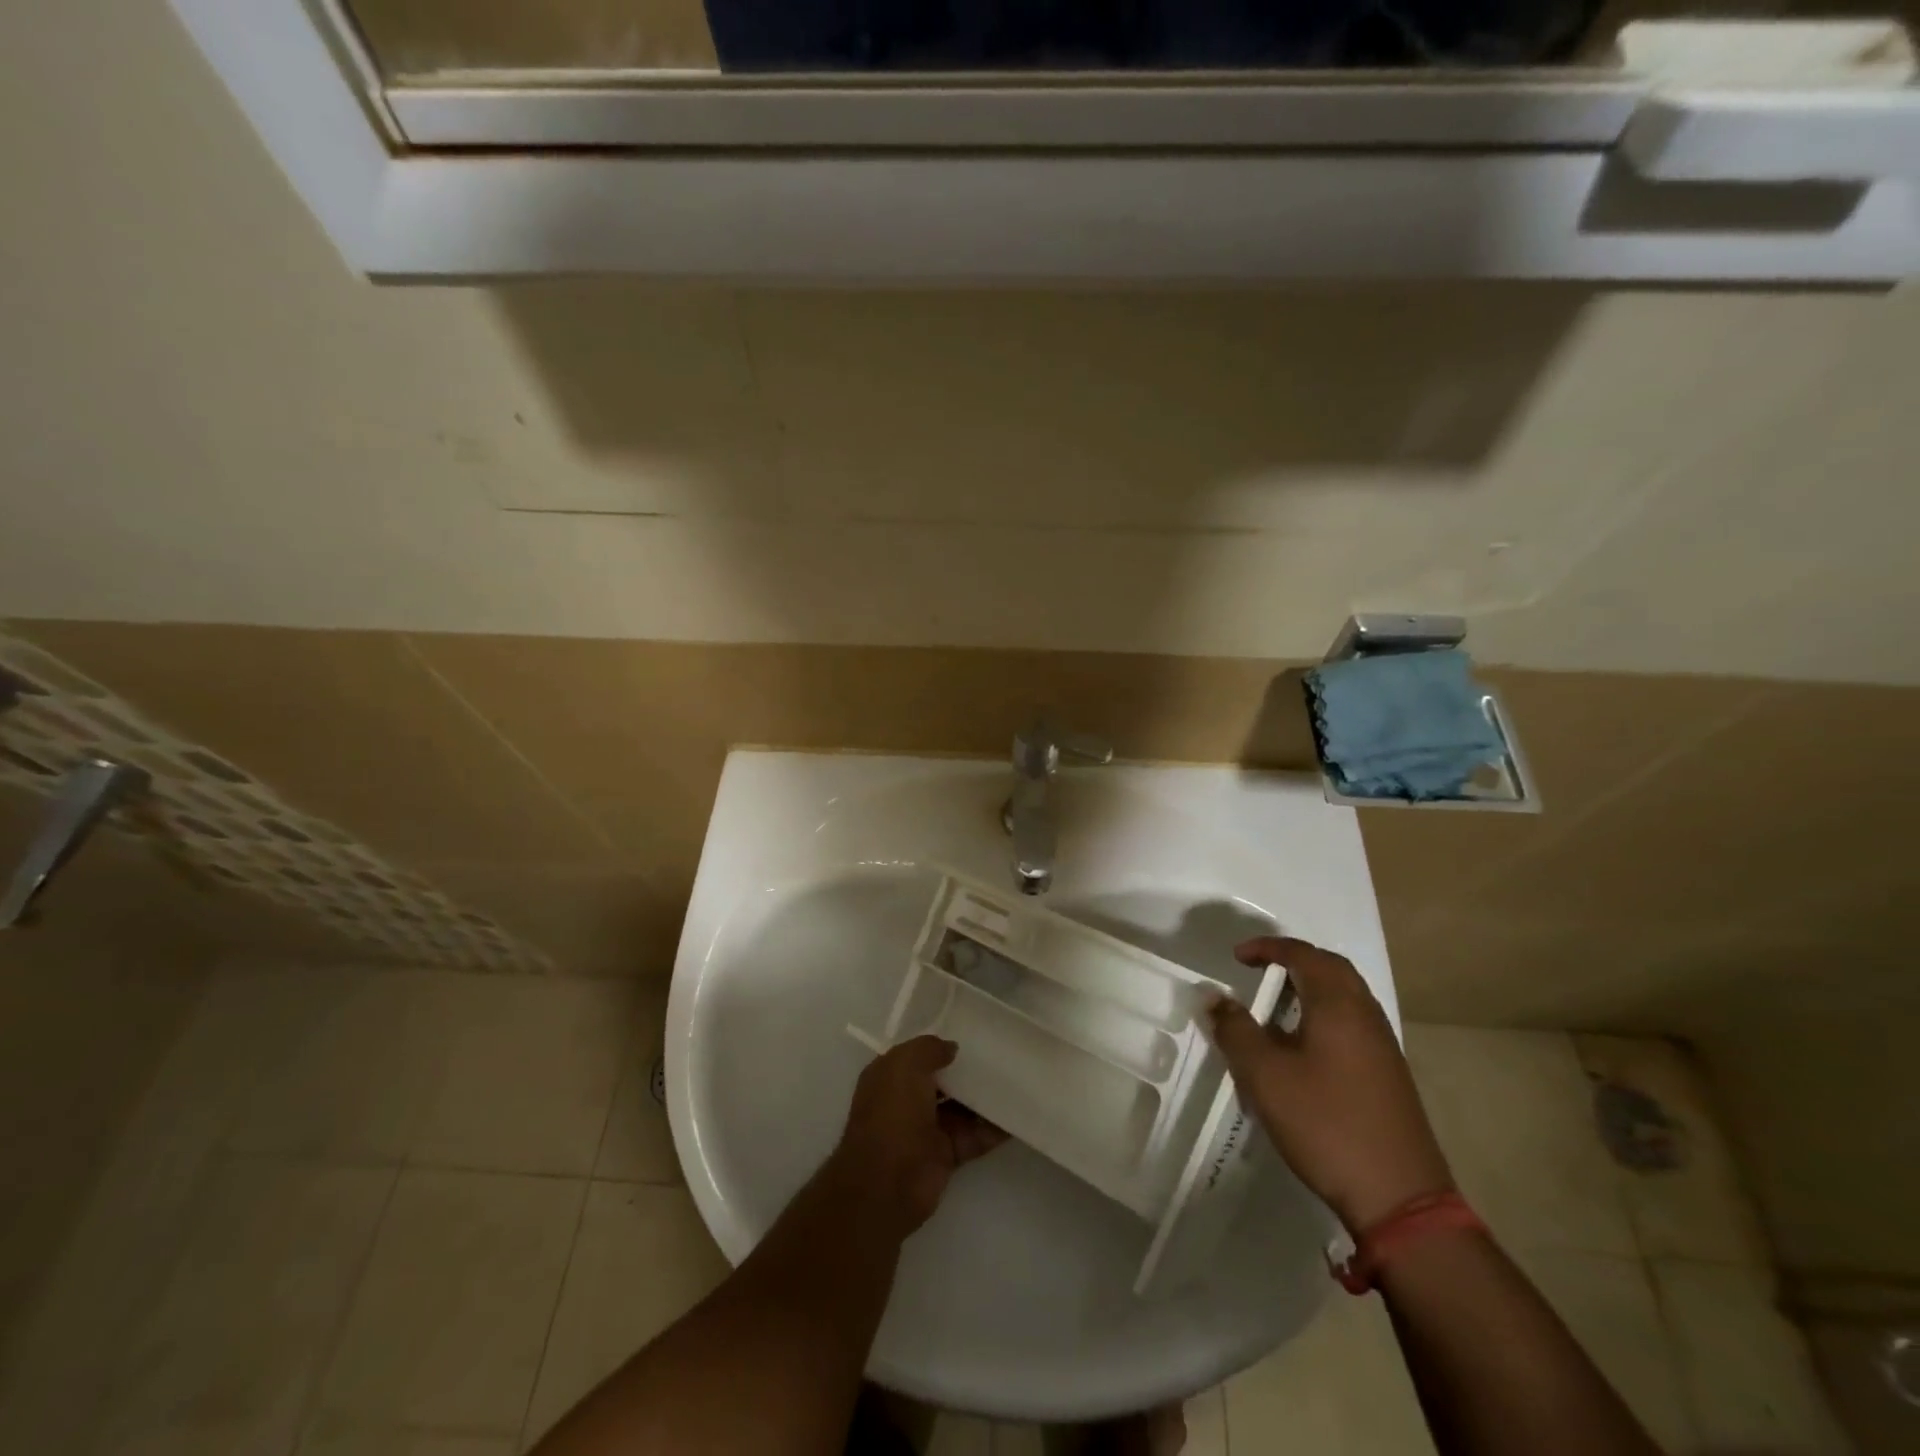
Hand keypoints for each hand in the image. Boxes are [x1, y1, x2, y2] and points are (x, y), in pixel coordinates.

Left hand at [831, 1036, 1006, 1234]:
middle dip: (965, 1071)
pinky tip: (1017, 1114)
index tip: (970, 1035)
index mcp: (889, 1077)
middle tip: (999, 1055)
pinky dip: (994, 1128)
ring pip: (960, 1108)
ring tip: (1015, 1079)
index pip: (916, 1055)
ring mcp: (926, 1129)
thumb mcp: (906, 1065)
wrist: (888, 1183)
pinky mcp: (946, 1155)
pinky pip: (974, 1136)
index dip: (938, 1046)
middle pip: (942, 1081)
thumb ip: (929, 1049)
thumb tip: (951, 1048)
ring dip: (983, 1098)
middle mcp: (906, 1101)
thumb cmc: (892, 1114)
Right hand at [1208, 937, 1453, 1233]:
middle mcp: (1366, 1017)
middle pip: (1332, 970)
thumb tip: (1213, 997)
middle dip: (1294, 962)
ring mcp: (1383, 1048)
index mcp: (1339, 1006)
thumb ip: (1235, 1030)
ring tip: (1274, 1008)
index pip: (1304, 955)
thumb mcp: (1265, 1075)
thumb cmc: (1326, 1124)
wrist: (1400, 1199)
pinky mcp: (1388, 1076)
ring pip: (1345, 999)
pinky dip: (1322, 1017)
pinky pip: (1351, 1025)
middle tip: (1260, 972)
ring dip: (1309, 990)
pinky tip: (1300, 1050)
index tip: (1238, 957)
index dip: (1268, 948)